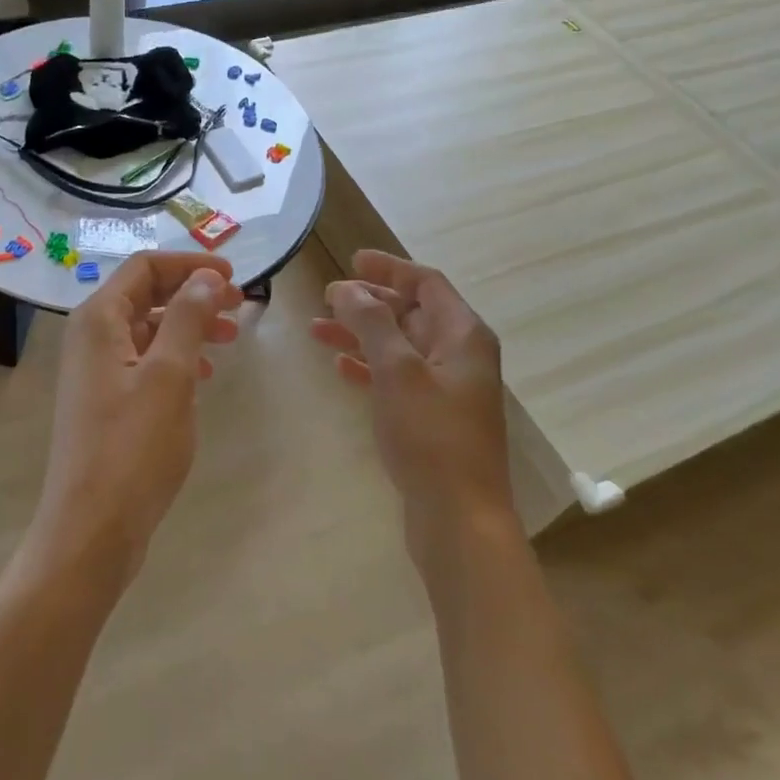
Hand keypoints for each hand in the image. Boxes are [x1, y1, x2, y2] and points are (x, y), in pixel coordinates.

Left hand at [30, 251, 242, 589]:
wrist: (92, 531)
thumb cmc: (133, 448)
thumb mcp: (169, 375)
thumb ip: (187, 317)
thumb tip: (206, 278)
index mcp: (99, 320)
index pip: (145, 266)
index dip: (190, 264)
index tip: (233, 276)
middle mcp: (92, 337)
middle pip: (147, 294)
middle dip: (193, 293)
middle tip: (240, 305)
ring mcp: (97, 371)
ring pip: (149, 328)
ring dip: (189, 324)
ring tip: (230, 337)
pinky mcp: (107, 401)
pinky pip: (146, 361)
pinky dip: (177, 357)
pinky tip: (203, 375)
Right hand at [312, 250, 513, 541]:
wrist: (459, 519)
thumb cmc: (431, 436)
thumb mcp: (398, 370)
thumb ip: (372, 323)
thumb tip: (348, 288)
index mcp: (462, 335)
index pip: (426, 283)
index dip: (389, 268)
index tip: (352, 260)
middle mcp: (459, 355)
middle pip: (411, 312)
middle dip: (369, 302)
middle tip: (327, 297)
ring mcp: (446, 388)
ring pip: (399, 346)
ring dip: (361, 334)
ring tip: (317, 330)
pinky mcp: (432, 418)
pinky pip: (397, 378)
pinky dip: (369, 367)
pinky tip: (340, 369)